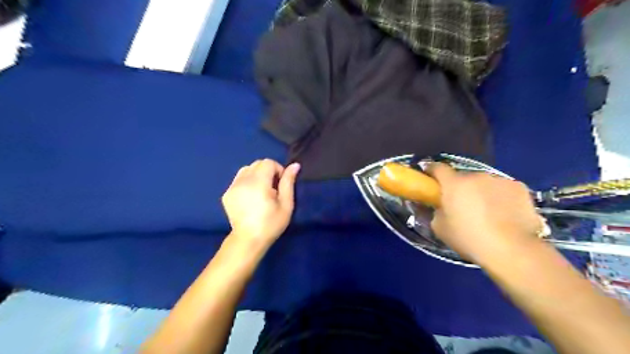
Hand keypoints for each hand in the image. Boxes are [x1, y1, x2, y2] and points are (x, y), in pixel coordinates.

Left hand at [221, 160, 299, 245]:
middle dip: (268, 171)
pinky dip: (247, 182)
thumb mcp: (286, 204)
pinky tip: (251, 197)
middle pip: (257, 164)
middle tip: (273, 189)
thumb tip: (294, 165)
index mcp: (258, 183)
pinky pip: (238, 179)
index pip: (268, 162)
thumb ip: (288, 182)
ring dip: (256, 175)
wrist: (248, 240)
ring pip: (246, 169)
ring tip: (261, 191)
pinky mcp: (226, 194)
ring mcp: (232, 187)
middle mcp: (243, 181)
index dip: (278, 170)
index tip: (281, 185)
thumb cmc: (271, 224)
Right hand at [426, 163, 544, 262]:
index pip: (438, 168)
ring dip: (482, 192)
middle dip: (461, 188)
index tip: (430, 178)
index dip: (432, 171)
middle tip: (462, 205)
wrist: (511, 250)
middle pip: (463, 177)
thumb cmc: (469, 239)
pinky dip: (501, 197)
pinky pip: (504, 189)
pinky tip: (505, 214)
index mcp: (454, 184)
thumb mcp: (440, 228)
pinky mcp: (520, 188)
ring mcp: (500, 180)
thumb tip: (441, 207)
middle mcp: (476, 176)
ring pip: (485, 183)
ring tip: (487, 212)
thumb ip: (437, 212)